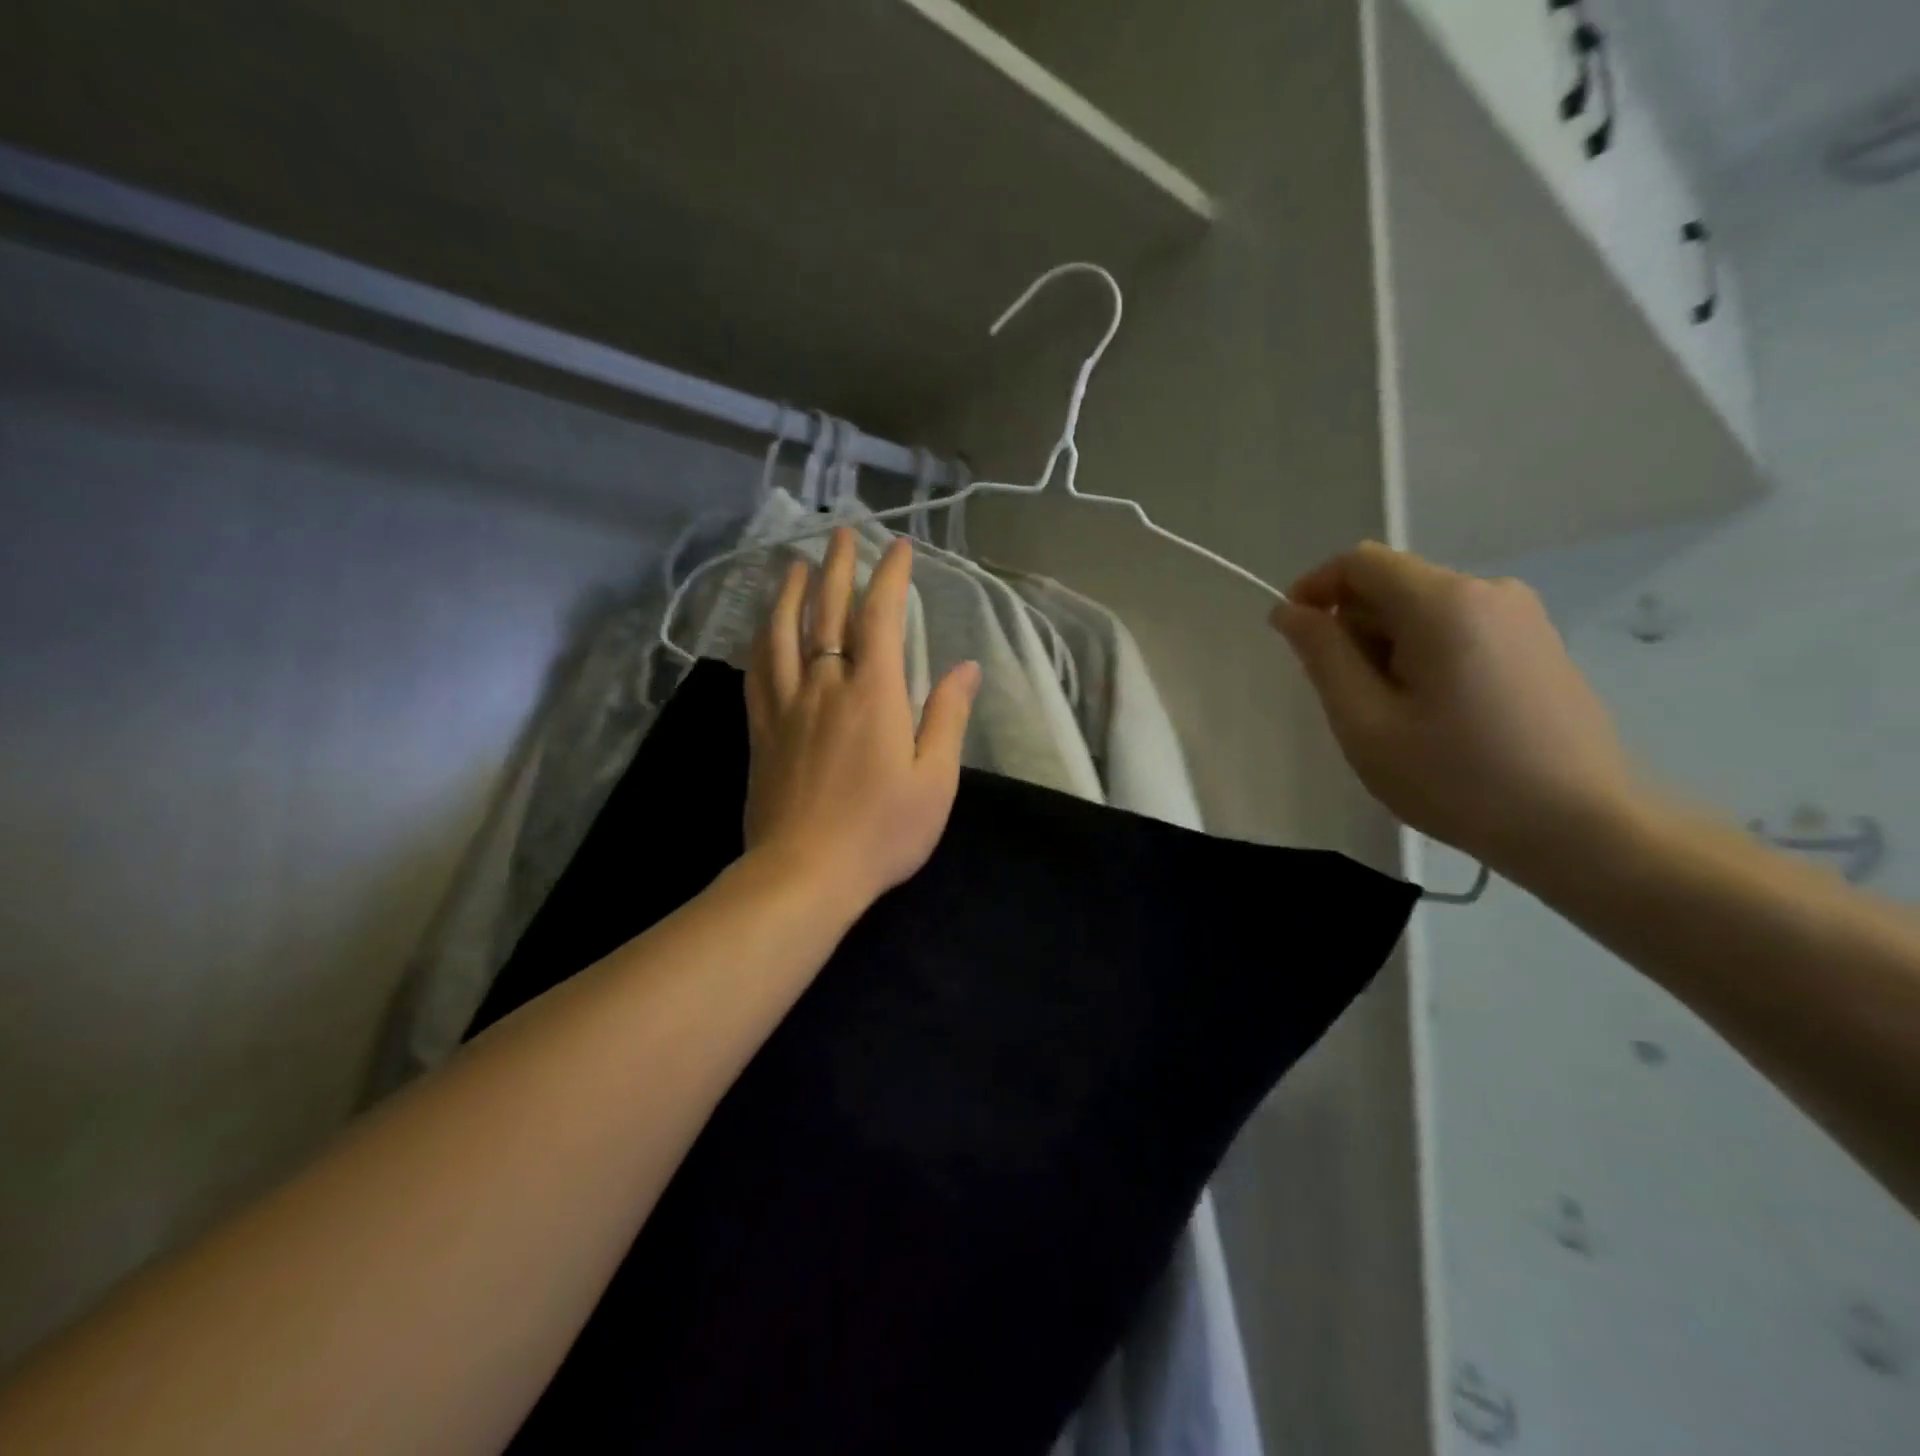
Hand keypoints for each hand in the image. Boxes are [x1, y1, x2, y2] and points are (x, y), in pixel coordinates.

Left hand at [743, 527, 980, 914]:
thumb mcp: (934, 780)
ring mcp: (786, 707)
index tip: (898, 547)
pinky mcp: (761, 731)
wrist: (804, 873)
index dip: (889, 577)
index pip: (880, 618)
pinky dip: (761, 640)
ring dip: (790, 593)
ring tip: (794, 565)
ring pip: (782, 634)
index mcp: (873, 695)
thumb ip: (947, 717)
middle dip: (837, 568)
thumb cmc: (881, 831)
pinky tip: (762, 629)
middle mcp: (825, 686)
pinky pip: (758, 671)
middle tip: (841, 534)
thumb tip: (967, 668)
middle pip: (827, 614)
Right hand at [1269, 541, 1638, 873]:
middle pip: (1392, 586)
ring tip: (1394, 717)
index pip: (1359, 562)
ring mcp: (1521, 616)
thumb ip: (1322, 656)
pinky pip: (1456, 629)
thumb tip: (1290, 611)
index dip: (1314, 589)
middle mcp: (1487, 591)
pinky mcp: (1537, 643)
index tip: (1294, 638)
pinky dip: (1423, 657)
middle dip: (1353, 630)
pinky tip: (1435, 715)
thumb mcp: (1365, 722)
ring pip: (1422, 611)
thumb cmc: (1457, 778)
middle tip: (1349, 701)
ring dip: (1386, 648)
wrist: (1583, 828)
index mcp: (1443, 603)